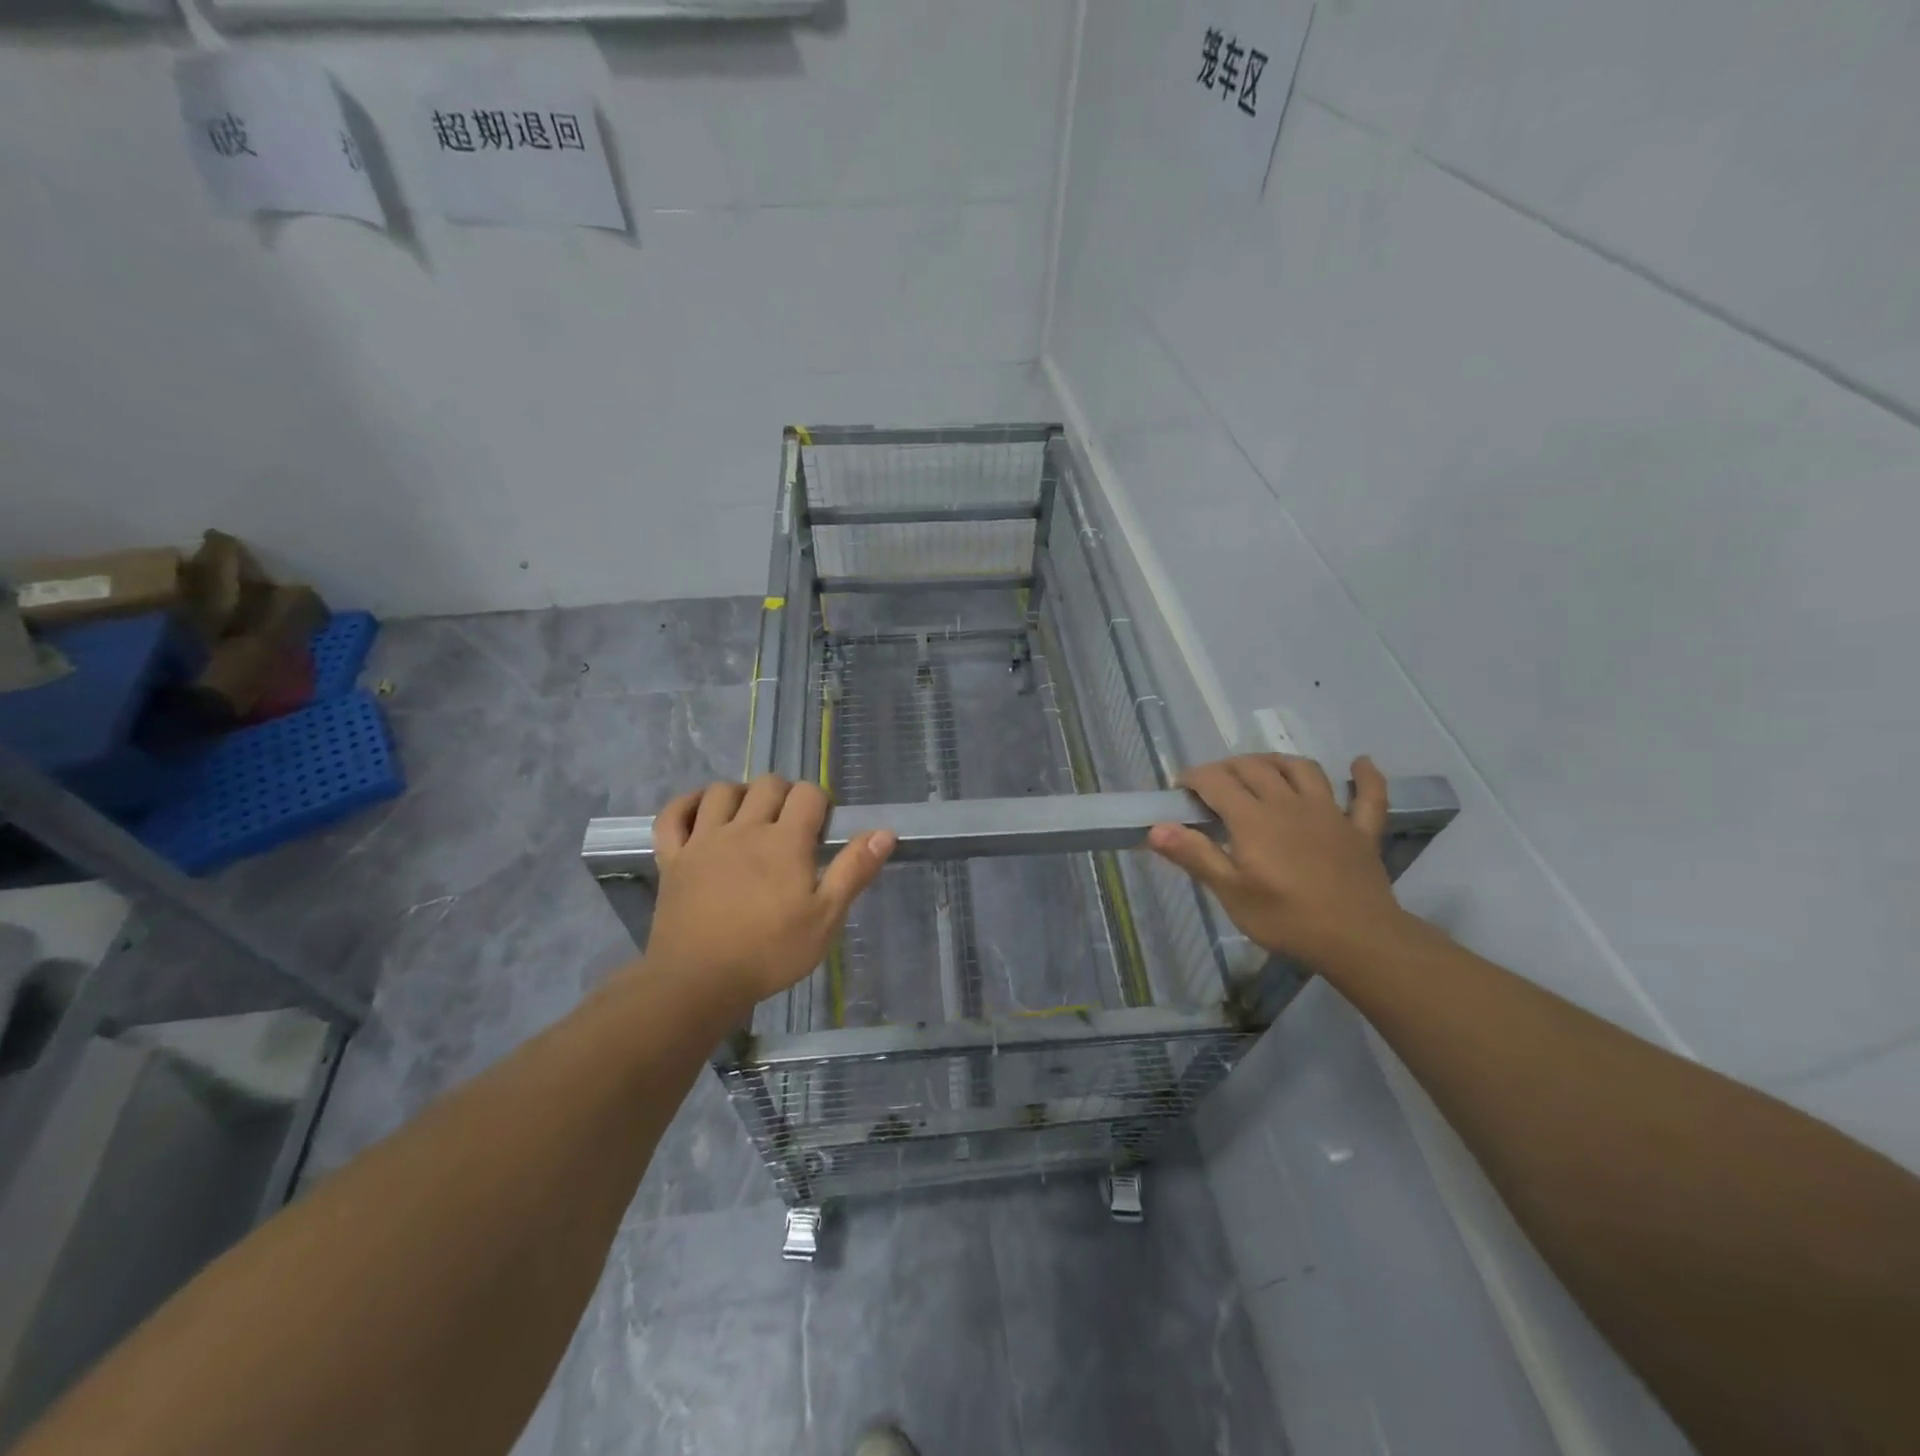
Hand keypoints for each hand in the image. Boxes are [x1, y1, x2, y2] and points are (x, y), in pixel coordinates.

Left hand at [646, 776, 895, 1011]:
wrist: (698, 981)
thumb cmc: (769, 952)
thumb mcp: (825, 918)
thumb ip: (854, 871)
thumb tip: (885, 832)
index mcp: (785, 841)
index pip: (808, 794)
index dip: (820, 803)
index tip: (821, 831)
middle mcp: (744, 828)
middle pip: (767, 784)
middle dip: (785, 795)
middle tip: (791, 827)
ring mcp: (703, 840)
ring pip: (721, 791)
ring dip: (740, 794)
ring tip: (749, 818)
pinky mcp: (673, 858)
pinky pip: (672, 815)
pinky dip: (685, 805)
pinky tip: (700, 812)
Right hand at [1148, 755, 1413, 970]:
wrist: (1357, 940)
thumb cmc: (1286, 918)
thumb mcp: (1231, 893)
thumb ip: (1194, 856)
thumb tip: (1156, 828)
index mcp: (1253, 818)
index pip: (1216, 781)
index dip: (1194, 778)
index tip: (1180, 789)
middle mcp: (1289, 804)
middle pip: (1255, 768)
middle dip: (1228, 767)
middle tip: (1212, 784)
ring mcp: (1330, 813)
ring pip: (1303, 770)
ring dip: (1278, 761)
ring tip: (1263, 768)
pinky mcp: (1360, 831)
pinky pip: (1368, 796)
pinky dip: (1366, 777)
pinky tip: (1361, 763)